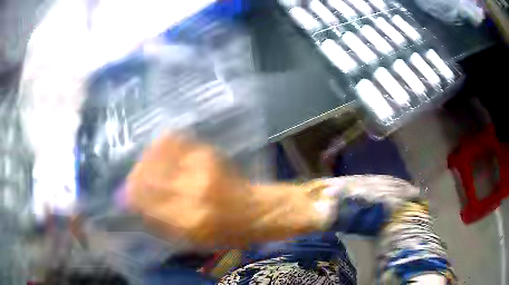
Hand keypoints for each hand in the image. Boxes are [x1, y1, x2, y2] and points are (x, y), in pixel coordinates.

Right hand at [126, 134, 331, 247]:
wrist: (259, 212)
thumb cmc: (227, 234)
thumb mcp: (192, 241)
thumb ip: (160, 223)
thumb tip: (134, 204)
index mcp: (188, 221)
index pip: (144, 200)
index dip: (131, 194)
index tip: (126, 193)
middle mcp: (192, 192)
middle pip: (147, 174)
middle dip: (136, 175)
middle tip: (135, 177)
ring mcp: (202, 169)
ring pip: (159, 154)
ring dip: (148, 159)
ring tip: (148, 164)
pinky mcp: (210, 154)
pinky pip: (177, 141)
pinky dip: (164, 145)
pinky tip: (164, 152)